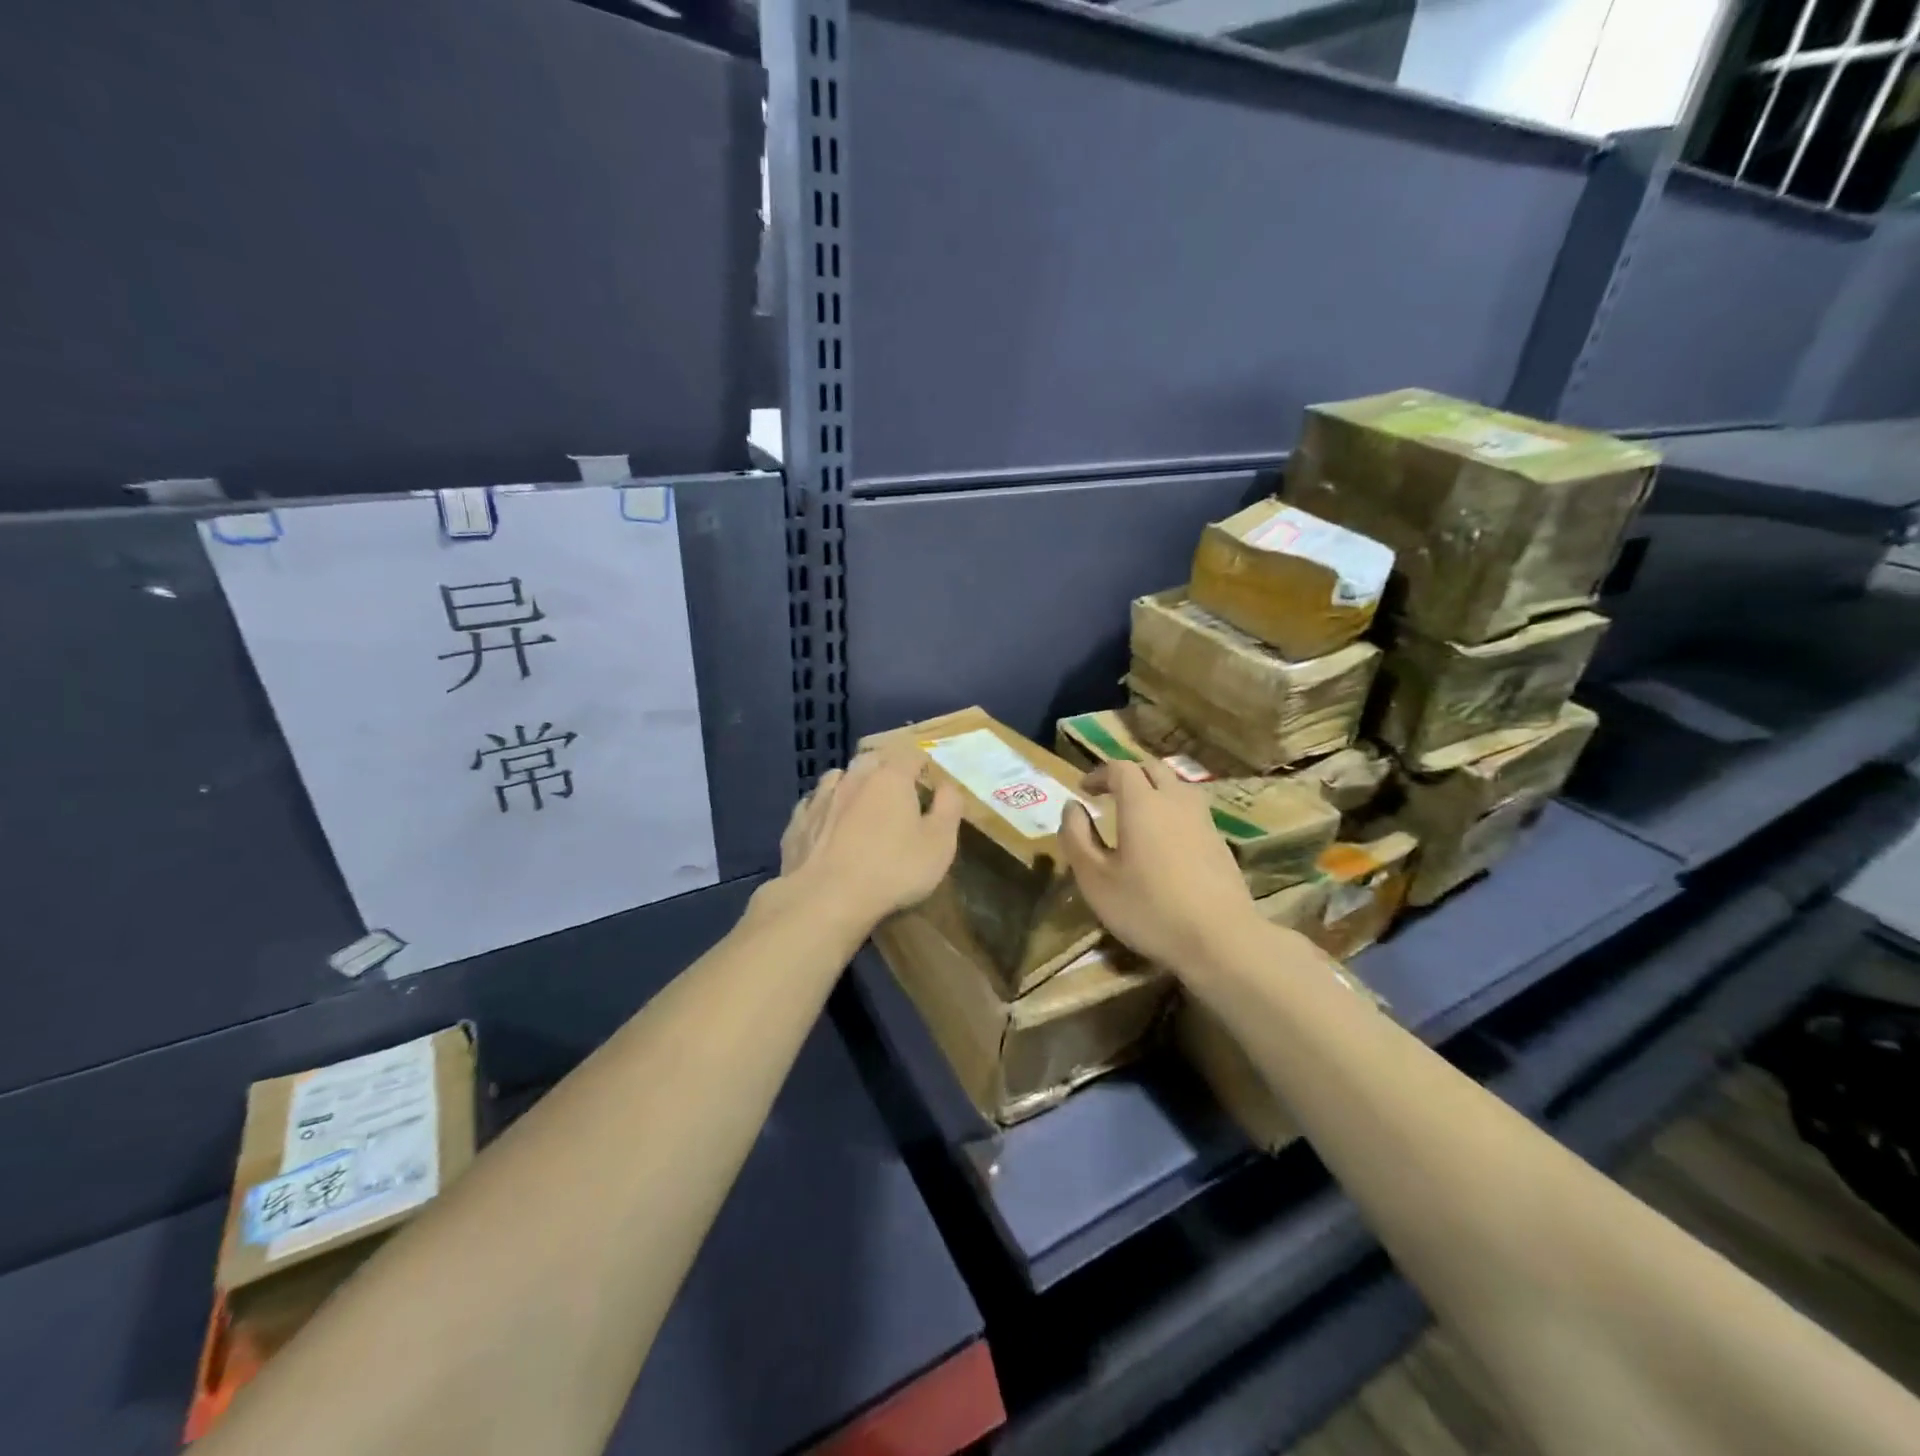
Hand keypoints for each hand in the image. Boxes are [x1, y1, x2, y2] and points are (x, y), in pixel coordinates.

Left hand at [776, 749, 963, 931]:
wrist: (826, 899)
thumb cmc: (893, 870)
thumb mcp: (940, 843)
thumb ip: (949, 808)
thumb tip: (947, 786)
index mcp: (890, 777)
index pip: (910, 753)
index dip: (922, 765)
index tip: (929, 783)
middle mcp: (853, 778)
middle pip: (871, 759)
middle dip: (886, 769)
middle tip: (897, 793)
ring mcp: (820, 798)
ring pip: (838, 777)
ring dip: (851, 784)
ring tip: (860, 805)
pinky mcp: (797, 823)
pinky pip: (812, 804)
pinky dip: (824, 808)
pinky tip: (828, 825)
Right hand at [1059, 758, 1263, 970]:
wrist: (1221, 939)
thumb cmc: (1148, 908)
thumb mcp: (1095, 879)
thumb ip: (1077, 838)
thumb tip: (1072, 807)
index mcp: (1142, 803)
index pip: (1120, 768)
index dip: (1098, 774)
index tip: (1083, 790)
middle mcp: (1175, 801)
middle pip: (1152, 769)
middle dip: (1127, 776)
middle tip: (1108, 795)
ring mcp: (1203, 820)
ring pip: (1177, 787)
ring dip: (1154, 790)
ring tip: (1137, 814)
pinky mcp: (1220, 842)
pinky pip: (1191, 810)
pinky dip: (1172, 812)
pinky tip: (1165, 841)